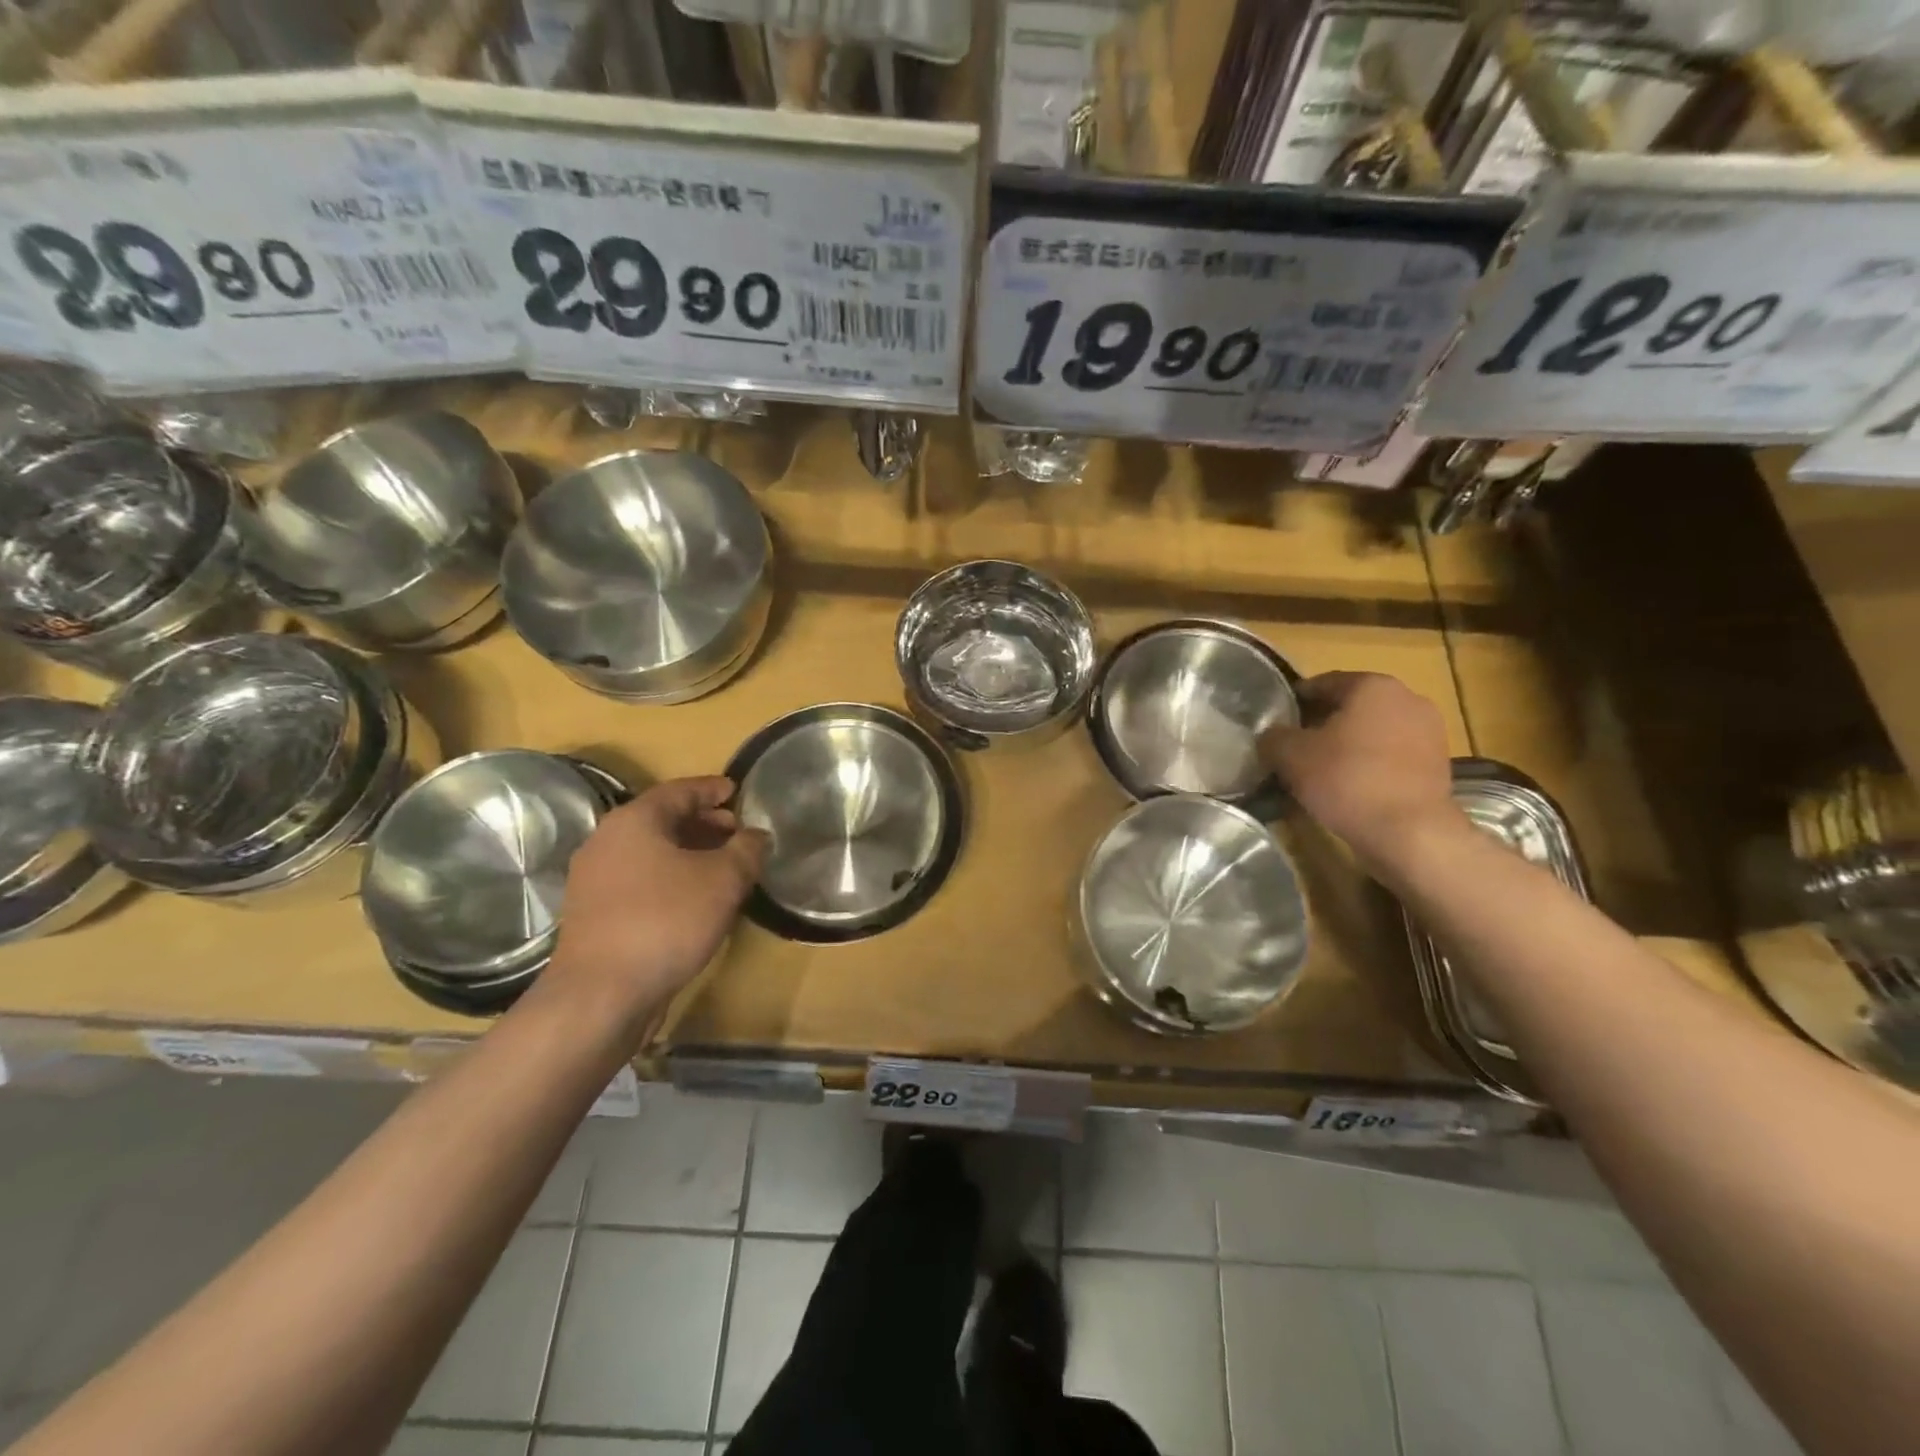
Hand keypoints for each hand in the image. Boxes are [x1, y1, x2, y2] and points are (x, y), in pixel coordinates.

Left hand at [549, 776, 767, 1021]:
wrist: (601, 994)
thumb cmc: (666, 921)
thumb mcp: (723, 880)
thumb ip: (746, 850)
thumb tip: (757, 836)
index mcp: (634, 821)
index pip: (679, 791)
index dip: (712, 790)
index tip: (737, 791)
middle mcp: (607, 841)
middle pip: (662, 820)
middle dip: (703, 823)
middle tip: (737, 832)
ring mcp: (594, 879)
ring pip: (650, 853)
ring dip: (688, 853)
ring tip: (723, 867)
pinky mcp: (594, 914)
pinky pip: (639, 880)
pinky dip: (669, 878)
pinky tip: (695, 900)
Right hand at [1261, 672, 1462, 874]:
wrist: (1410, 832)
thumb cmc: (1346, 780)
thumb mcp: (1291, 755)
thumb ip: (1274, 737)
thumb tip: (1271, 735)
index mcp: (1372, 685)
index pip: (1323, 683)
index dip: (1296, 700)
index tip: (1277, 720)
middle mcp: (1407, 698)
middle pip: (1351, 705)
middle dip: (1323, 722)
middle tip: (1295, 745)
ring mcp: (1429, 731)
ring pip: (1374, 730)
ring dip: (1348, 743)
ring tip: (1321, 769)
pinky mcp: (1438, 763)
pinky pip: (1392, 754)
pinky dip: (1370, 762)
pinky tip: (1351, 785)